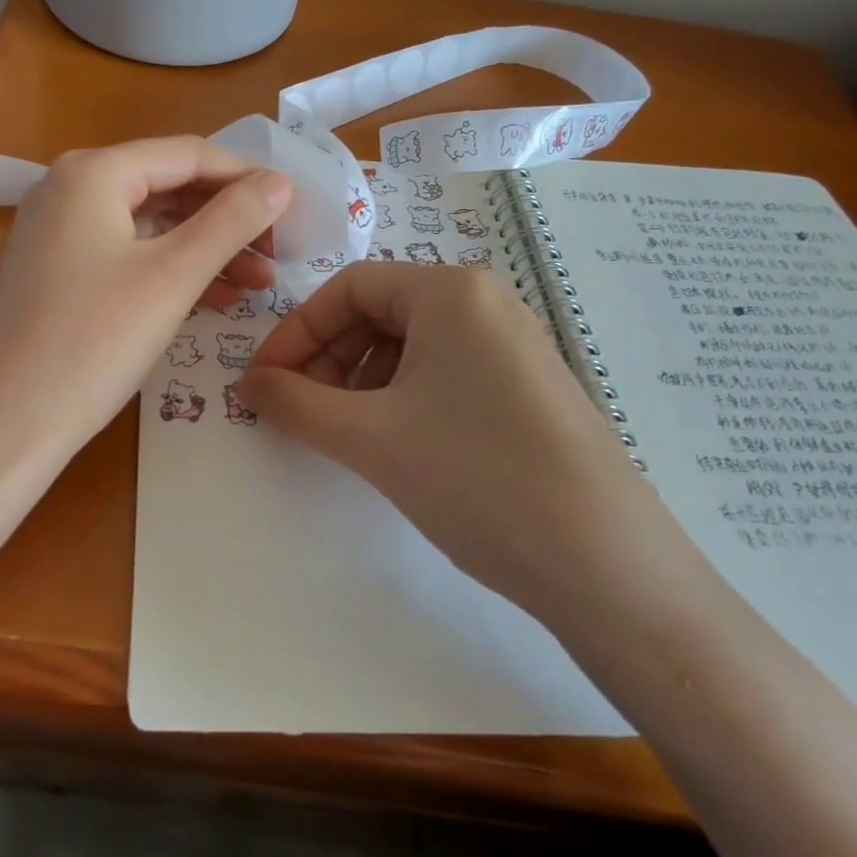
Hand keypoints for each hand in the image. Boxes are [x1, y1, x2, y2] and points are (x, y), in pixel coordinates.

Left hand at [0, 137, 291, 467]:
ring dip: (206, 250)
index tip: (294, 210)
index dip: (246, 177)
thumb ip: (232, 221)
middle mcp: (70, 189)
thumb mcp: (173, 276)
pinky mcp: (58, 273)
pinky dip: (171, 272)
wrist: (4, 424)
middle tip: (279, 254)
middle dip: (228, 219)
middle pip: (168, 188)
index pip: (188, 154)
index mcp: (93, 172)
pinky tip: (216, 298)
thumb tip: (280, 181)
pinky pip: (128, 256)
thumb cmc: (93, 340)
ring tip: (259, 282)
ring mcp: (59, 233)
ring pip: (151, 226)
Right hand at [238, 262, 694, 630]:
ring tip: (341, 434)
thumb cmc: (477, 477)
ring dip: (358, 383)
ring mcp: (511, 346)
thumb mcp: (369, 437)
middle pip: (377, 313)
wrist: (608, 568)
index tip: (262, 383)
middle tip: (298, 413)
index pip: (346, 288)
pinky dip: (398, 399)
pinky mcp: (525, 389)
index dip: (295, 332)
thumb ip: (295, 404)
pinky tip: (391, 444)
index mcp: (450, 290)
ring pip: (408, 347)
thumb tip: (247, 384)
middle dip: (326, 359)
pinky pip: (442, 374)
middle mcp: (485, 302)